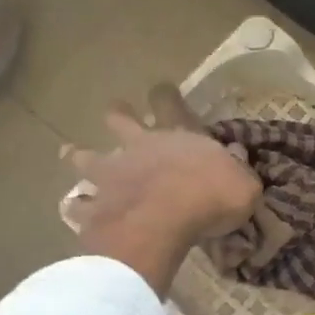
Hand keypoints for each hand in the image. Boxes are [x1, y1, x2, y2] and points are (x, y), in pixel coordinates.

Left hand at [64, 101, 260, 294]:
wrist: (163, 224)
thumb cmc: (211, 199)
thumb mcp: (244, 185)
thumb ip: (240, 172)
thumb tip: (237, 158)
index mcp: (177, 136)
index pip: (170, 103)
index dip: (166, 95)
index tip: (162, 89)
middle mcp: (140, 146)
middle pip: (120, 119)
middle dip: (118, 114)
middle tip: (115, 112)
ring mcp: (111, 174)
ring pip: (86, 157)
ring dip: (78, 155)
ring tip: (70, 153)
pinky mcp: (95, 205)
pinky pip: (78, 205)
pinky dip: (77, 207)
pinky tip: (73, 210)